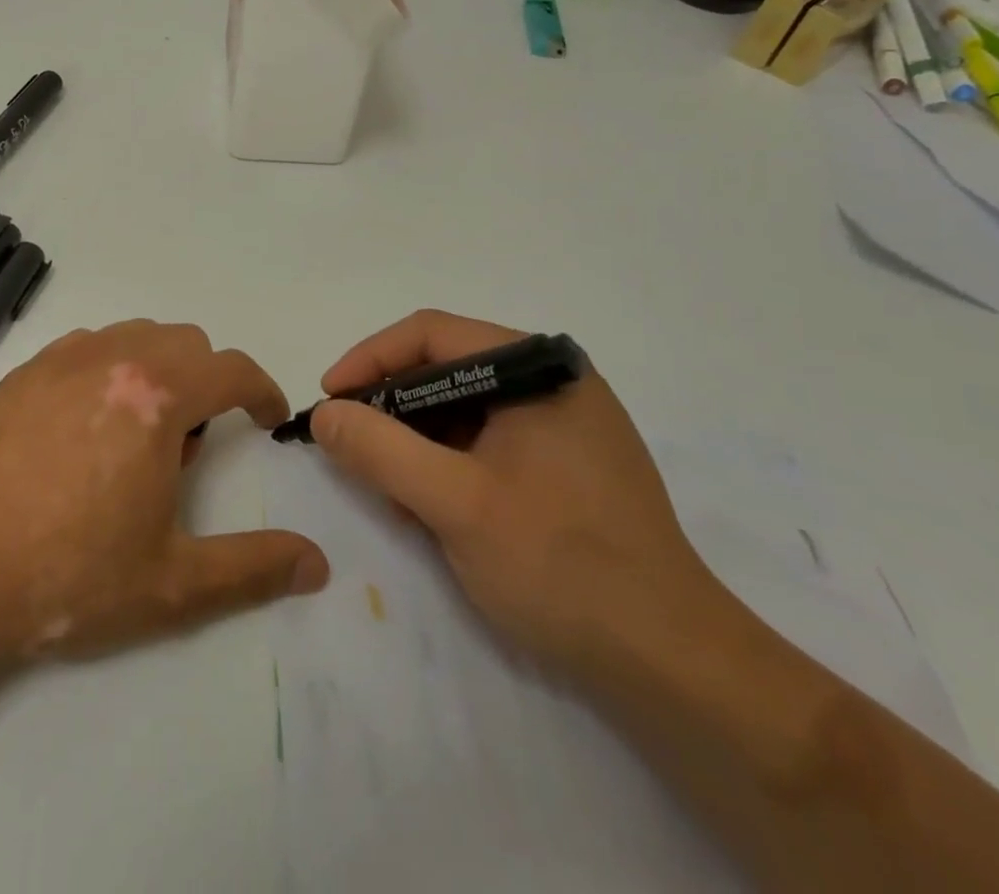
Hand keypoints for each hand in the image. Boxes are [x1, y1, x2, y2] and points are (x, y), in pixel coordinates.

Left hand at [0, 320, 330, 671]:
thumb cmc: (66, 578)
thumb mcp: (171, 585)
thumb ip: (253, 568)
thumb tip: (318, 563)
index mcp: (156, 398)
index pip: (232, 369)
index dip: (262, 391)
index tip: (268, 420)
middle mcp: (114, 358)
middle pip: (188, 343)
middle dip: (207, 385)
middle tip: (186, 451)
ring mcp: (63, 358)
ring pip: (139, 336)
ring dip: (161, 371)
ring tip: (136, 437)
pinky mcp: (25, 369)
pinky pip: (91, 344)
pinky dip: (112, 367)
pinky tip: (88, 425)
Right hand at [313, 310, 712, 674]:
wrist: (673, 664)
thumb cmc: (560, 565)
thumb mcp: (454, 504)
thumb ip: (379, 450)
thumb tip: (325, 414)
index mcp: (537, 368)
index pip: (431, 334)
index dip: (369, 360)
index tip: (329, 400)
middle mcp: (553, 381)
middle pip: (446, 369)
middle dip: (392, 408)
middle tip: (351, 449)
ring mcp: (566, 423)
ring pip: (464, 409)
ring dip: (418, 443)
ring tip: (391, 492)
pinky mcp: (569, 463)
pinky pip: (489, 441)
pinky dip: (449, 464)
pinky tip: (433, 508)